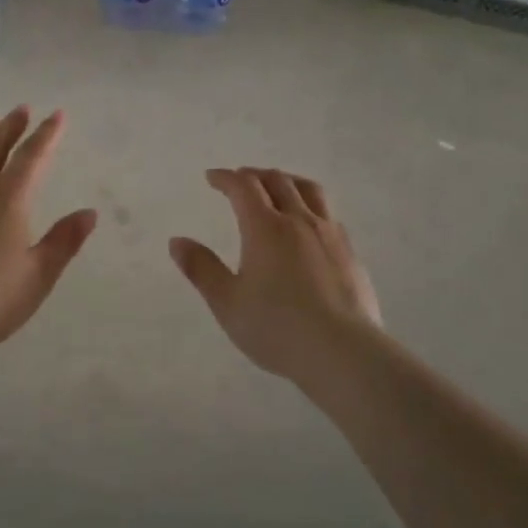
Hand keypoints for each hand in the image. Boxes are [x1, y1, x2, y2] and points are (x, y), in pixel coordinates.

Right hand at [169, 168, 381, 380]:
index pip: (243, 187)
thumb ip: (201, 269)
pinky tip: (309, 224)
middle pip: (277, 181)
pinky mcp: (350, 253)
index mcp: (265, 228)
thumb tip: (177, 241)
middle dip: (254, 175)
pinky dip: (311, 205)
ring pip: (310, 191)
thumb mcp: (227, 302)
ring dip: (287, 181)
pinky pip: (328, 214)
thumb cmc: (276, 328)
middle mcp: (299, 221)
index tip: (212, 177)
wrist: (342, 352)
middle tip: (240, 179)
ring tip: (278, 187)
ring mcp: (330, 235)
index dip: (225, 178)